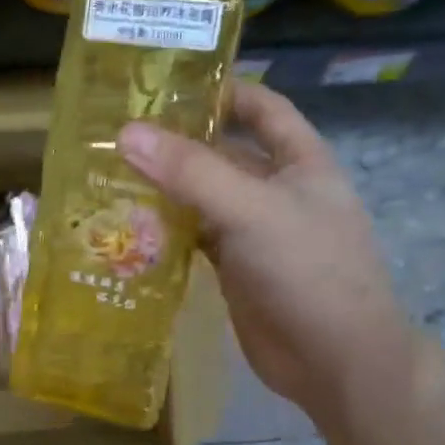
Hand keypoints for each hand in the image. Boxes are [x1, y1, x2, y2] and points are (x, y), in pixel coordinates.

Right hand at [118, 82, 416, 432]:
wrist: (336, 362)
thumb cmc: (308, 271)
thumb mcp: (251, 210)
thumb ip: (191, 171)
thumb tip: (126, 132)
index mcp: (300, 161)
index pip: (262, 108)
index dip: (223, 90)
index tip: (168, 82)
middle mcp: (277, 190)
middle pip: (222, 152)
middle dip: (177, 142)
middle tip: (116, 130)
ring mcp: (254, 231)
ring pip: (202, 196)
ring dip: (164, 186)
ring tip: (108, 171)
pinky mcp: (234, 268)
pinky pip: (194, 236)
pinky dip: (164, 228)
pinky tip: (127, 222)